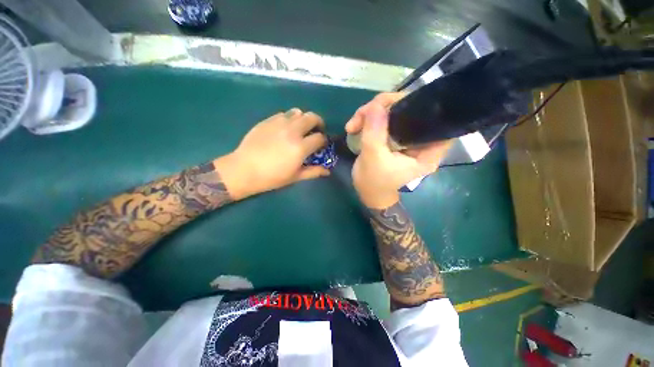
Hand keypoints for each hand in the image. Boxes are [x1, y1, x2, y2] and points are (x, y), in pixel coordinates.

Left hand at [215, 109, 329, 199]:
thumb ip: (313, 172)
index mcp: (300, 147)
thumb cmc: (272, 177)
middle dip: (318, 123)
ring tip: (301, 128)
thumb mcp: (295, 177)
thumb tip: (328, 171)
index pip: (320, 137)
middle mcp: (292, 131)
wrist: (244, 169)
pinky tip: (285, 128)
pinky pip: (284, 114)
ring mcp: (279, 123)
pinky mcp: (268, 120)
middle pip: (312, 117)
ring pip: (298, 112)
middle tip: (316, 130)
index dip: (324, 140)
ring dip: (304, 118)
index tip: (321, 145)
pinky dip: (289, 118)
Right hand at [346, 93, 452, 208]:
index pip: (437, 119)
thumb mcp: (373, 159)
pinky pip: (383, 119)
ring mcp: (405, 136)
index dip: (420, 105)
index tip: (397, 104)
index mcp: (427, 150)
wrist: (366, 191)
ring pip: (393, 112)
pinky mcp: (393, 136)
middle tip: (362, 114)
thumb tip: (375, 105)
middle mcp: (420, 140)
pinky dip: (368, 119)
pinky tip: (354, 126)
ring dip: (370, 113)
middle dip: (384, 107)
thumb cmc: (374, 182)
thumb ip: (375, 133)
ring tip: (353, 125)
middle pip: (410, 109)